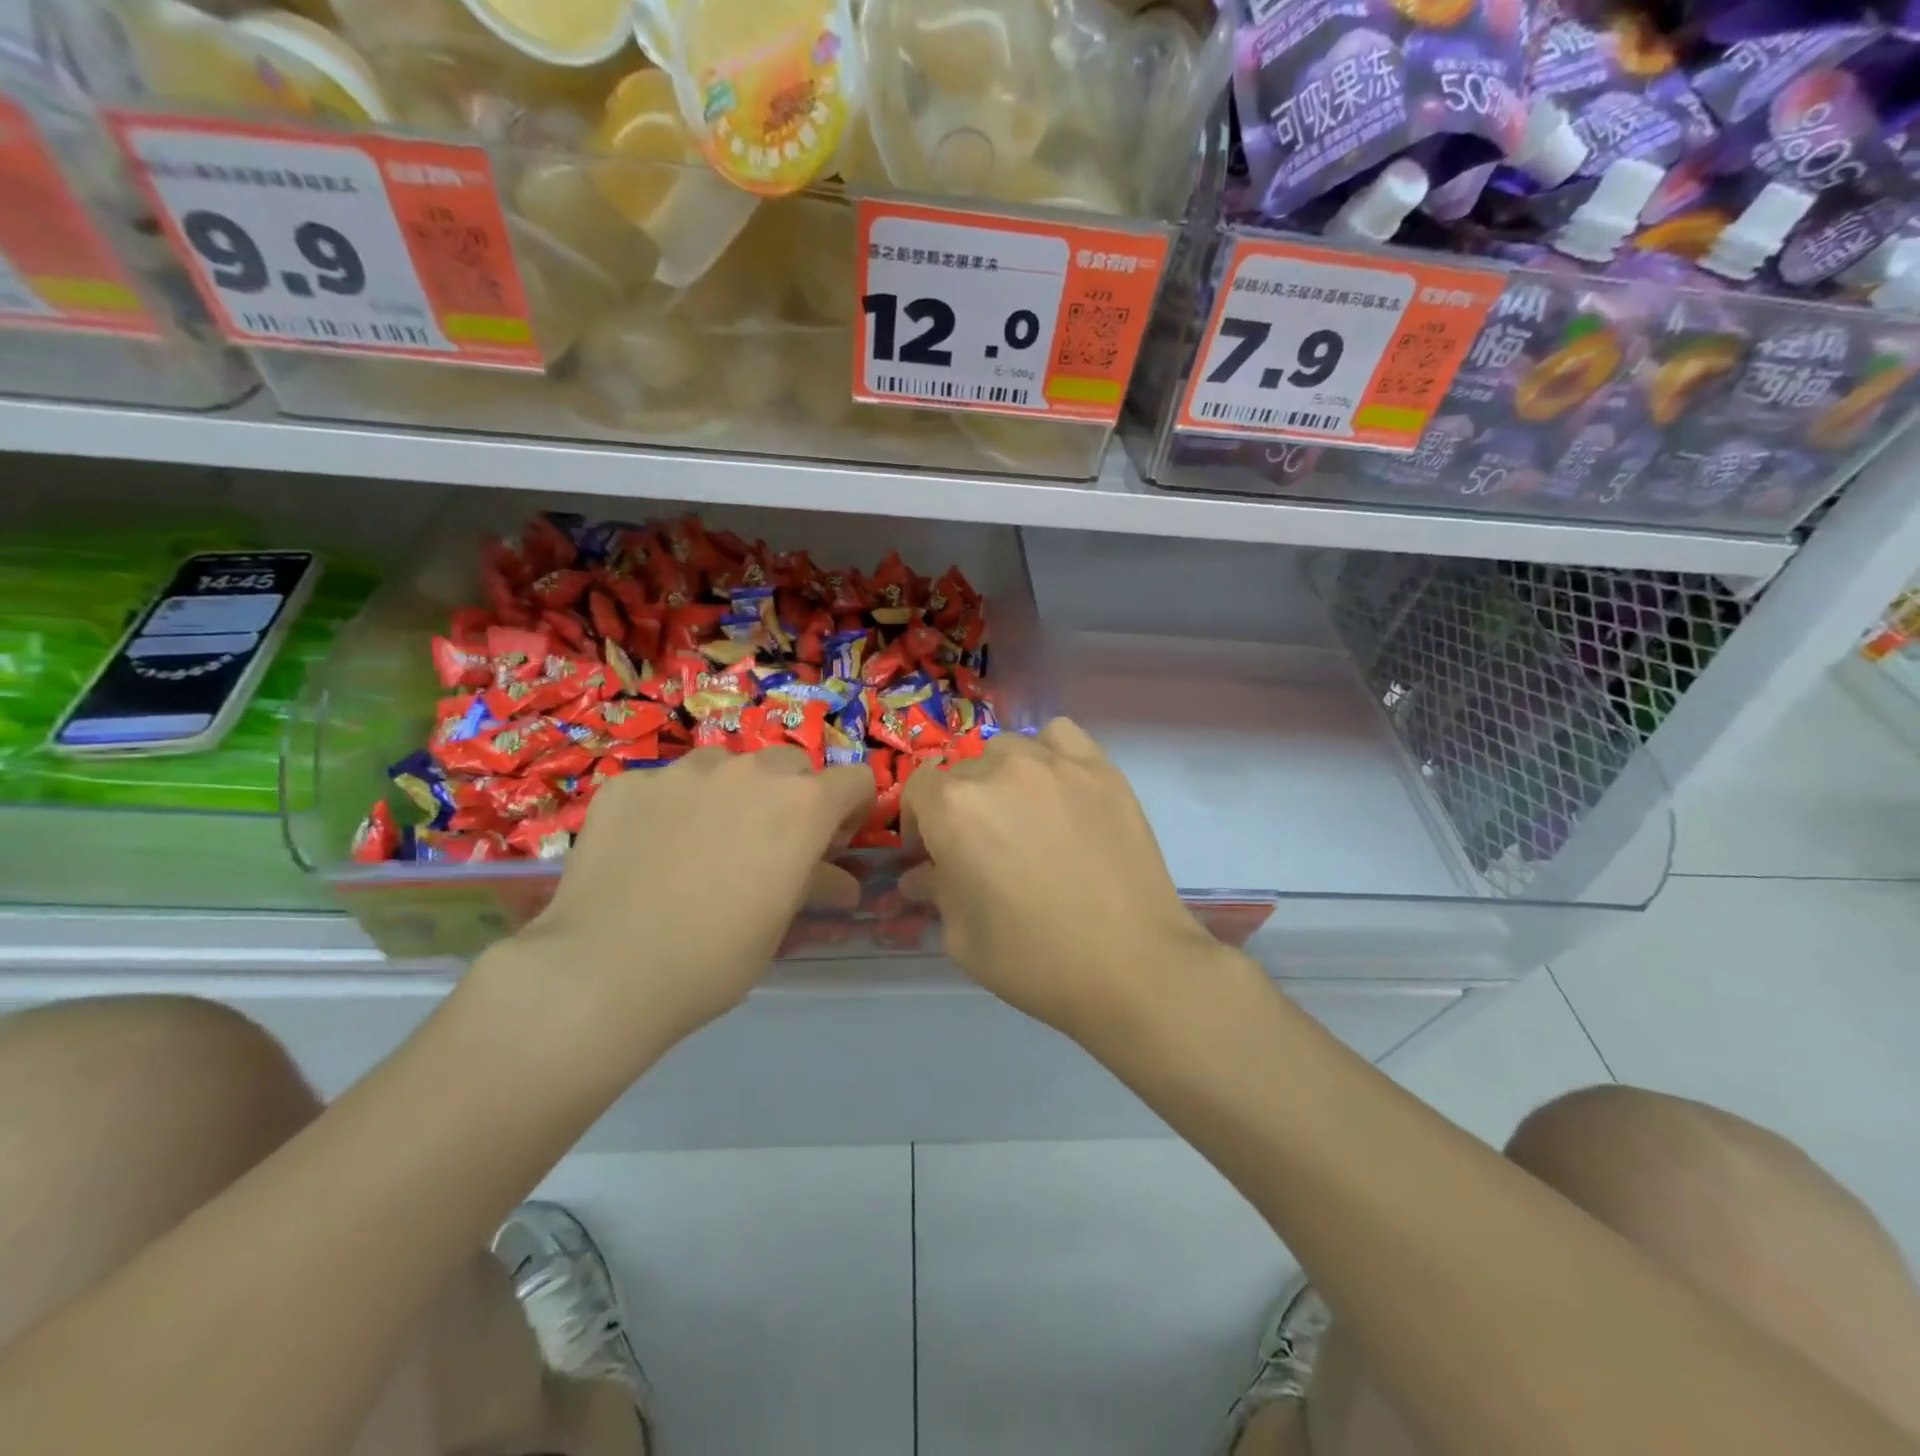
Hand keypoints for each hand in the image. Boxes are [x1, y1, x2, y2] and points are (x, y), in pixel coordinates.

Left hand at [472, 748, 872, 1074]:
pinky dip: (670, 808)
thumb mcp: (778, 924)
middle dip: (791, 799)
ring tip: (701, 844)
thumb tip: (841, 881)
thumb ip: (814, 883)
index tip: (829, 845)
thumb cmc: (714, 959)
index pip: (855, 780)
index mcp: (802, 805)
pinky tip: (648, 852)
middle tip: (766, 846)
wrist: (602, 972)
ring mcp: (684, 770)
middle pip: (792, 766)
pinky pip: (666, 784)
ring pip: (727, 766)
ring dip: (731, 794)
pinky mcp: (629, 781)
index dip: (850, 812)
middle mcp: (751, 771)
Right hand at [901, 719, 1225, 1037]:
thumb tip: (921, 875)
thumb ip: (935, 893)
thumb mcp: (963, 938)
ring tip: (1026, 816)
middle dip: (962, 807)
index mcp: (954, 808)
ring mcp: (1055, 764)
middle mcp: (999, 770)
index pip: (918, 789)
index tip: (934, 854)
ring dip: (1003, 778)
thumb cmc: (1034, 960)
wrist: (1133, 966)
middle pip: (963, 771)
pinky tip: (1060, 789)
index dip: (920, 822)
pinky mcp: (1101, 768)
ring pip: (1009, 750)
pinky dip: (1050, 754)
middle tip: (986, 848)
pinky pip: (1061, 737)